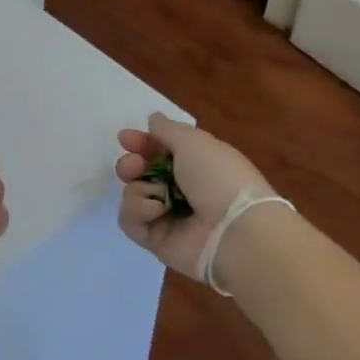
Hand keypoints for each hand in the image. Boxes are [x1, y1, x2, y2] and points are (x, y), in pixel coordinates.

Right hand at [115, 113, 272, 280]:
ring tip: (158, 195)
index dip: (141, 143)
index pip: (159, 151)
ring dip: (140, 189)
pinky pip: (130, 221)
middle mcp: (180, 190)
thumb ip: (168, 130)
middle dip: (131, 165)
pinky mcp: (155, 240)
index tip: (125, 139)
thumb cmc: (218, 178)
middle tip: (133, 166)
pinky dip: (138, 212)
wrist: (235, 231)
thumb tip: (153, 119)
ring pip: (132, 195)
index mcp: (194, 165)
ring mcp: (167, 216)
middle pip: (140, 173)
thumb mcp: (194, 142)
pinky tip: (157, 211)